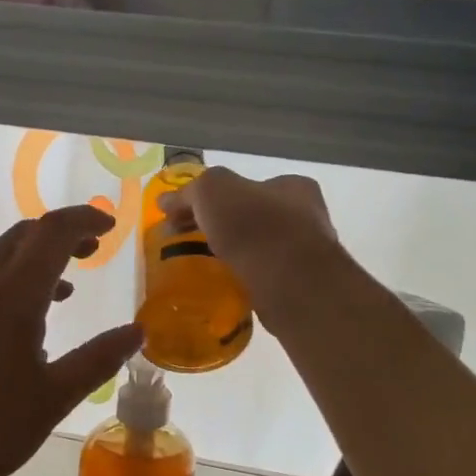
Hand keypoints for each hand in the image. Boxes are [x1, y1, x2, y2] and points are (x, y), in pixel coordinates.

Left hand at [0, 205, 143, 475]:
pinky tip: (14, 333)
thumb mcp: (53, 399)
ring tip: (62, 295)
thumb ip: (97, 360)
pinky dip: (5, 290)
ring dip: (32, 265)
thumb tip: (136, 331)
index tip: (110, 226)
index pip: (52, 233)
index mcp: (11, 297)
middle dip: (59, 236)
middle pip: (21, 238)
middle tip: (91, 251)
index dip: (84, 220)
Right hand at [159, 168, 339, 317]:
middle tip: (193, 243)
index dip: (217, 199)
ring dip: (237, 257)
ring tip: (208, 269)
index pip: (250, 187)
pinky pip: (266, 280)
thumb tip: (166, 200)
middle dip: (226, 229)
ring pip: (263, 251)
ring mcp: (308, 256)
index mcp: (294, 187)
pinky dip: (247, 281)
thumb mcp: (213, 191)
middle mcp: (309, 218)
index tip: (190, 217)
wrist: (290, 282)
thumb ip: (191, 192)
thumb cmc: (256, 226)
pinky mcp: (301, 289)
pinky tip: (228, 289)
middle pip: (257, 219)